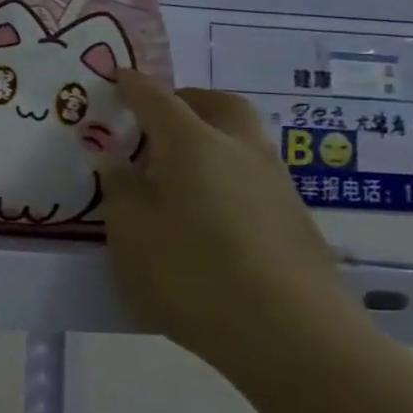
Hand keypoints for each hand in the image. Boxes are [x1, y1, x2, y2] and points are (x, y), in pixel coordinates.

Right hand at [96, 70, 357, 373]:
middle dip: (187, 101)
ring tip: (176, 169)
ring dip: (211, 137)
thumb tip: (116, 159)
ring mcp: (276, 184)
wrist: (290, 335)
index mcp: (192, 144)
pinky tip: (207, 210)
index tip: (117, 77)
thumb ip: (120, 188)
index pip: (157, 99)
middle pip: (219, 105)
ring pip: (242, 140)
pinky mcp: (295, 220)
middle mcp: (240, 151)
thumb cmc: (190, 273)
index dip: (133, 86)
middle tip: (157, 117)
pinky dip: (226, 173)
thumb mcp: (129, 230)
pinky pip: (253, 175)